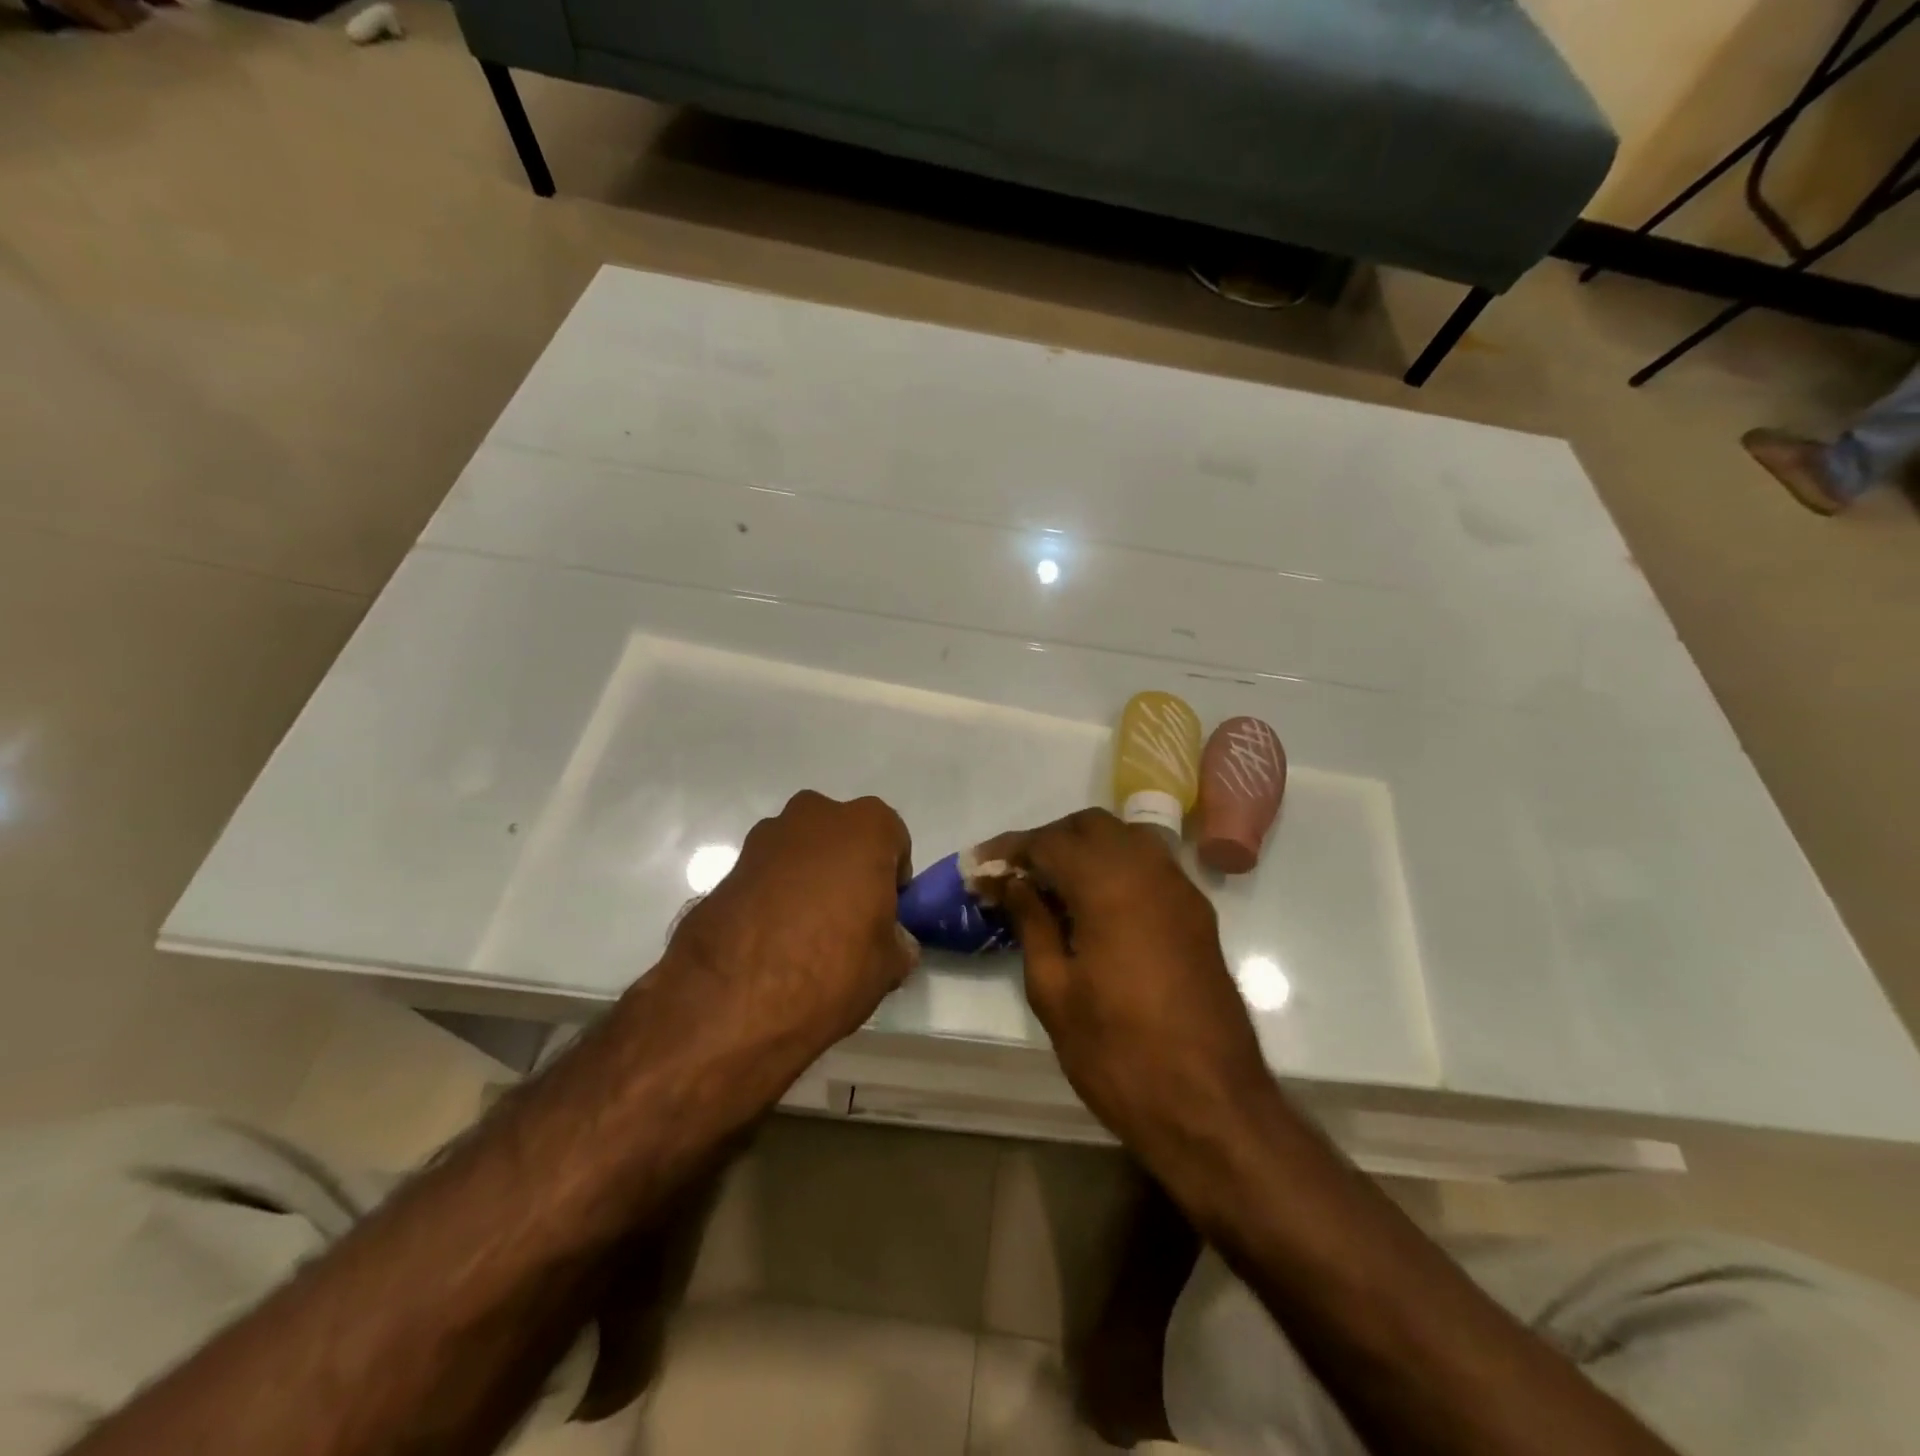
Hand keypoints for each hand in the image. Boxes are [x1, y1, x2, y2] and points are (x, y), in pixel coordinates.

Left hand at [663, 791, 916, 1052]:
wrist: (732, 1000)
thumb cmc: (831, 968)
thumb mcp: (889, 965)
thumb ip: (897, 940)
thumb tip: (893, 940)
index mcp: (866, 826)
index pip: (893, 841)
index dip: (891, 880)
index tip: (883, 915)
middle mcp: (816, 815)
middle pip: (844, 838)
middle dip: (847, 870)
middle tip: (847, 920)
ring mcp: (766, 837)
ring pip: (802, 853)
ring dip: (808, 880)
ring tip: (804, 935)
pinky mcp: (728, 866)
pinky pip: (767, 875)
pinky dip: (773, 896)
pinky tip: (772, 939)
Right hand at [976, 809, 1273, 1165]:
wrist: (1211, 1106)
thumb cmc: (1119, 1053)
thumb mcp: (1055, 991)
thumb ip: (1032, 923)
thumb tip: (1013, 883)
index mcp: (1110, 885)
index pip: (1050, 842)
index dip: (1009, 850)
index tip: (978, 867)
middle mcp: (1150, 872)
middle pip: (1092, 827)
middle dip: (1049, 840)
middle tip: (1014, 875)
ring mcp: (1181, 891)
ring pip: (1126, 840)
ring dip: (1085, 850)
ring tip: (1050, 888)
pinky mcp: (1198, 915)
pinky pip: (1150, 867)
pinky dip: (1116, 868)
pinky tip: (1093, 906)